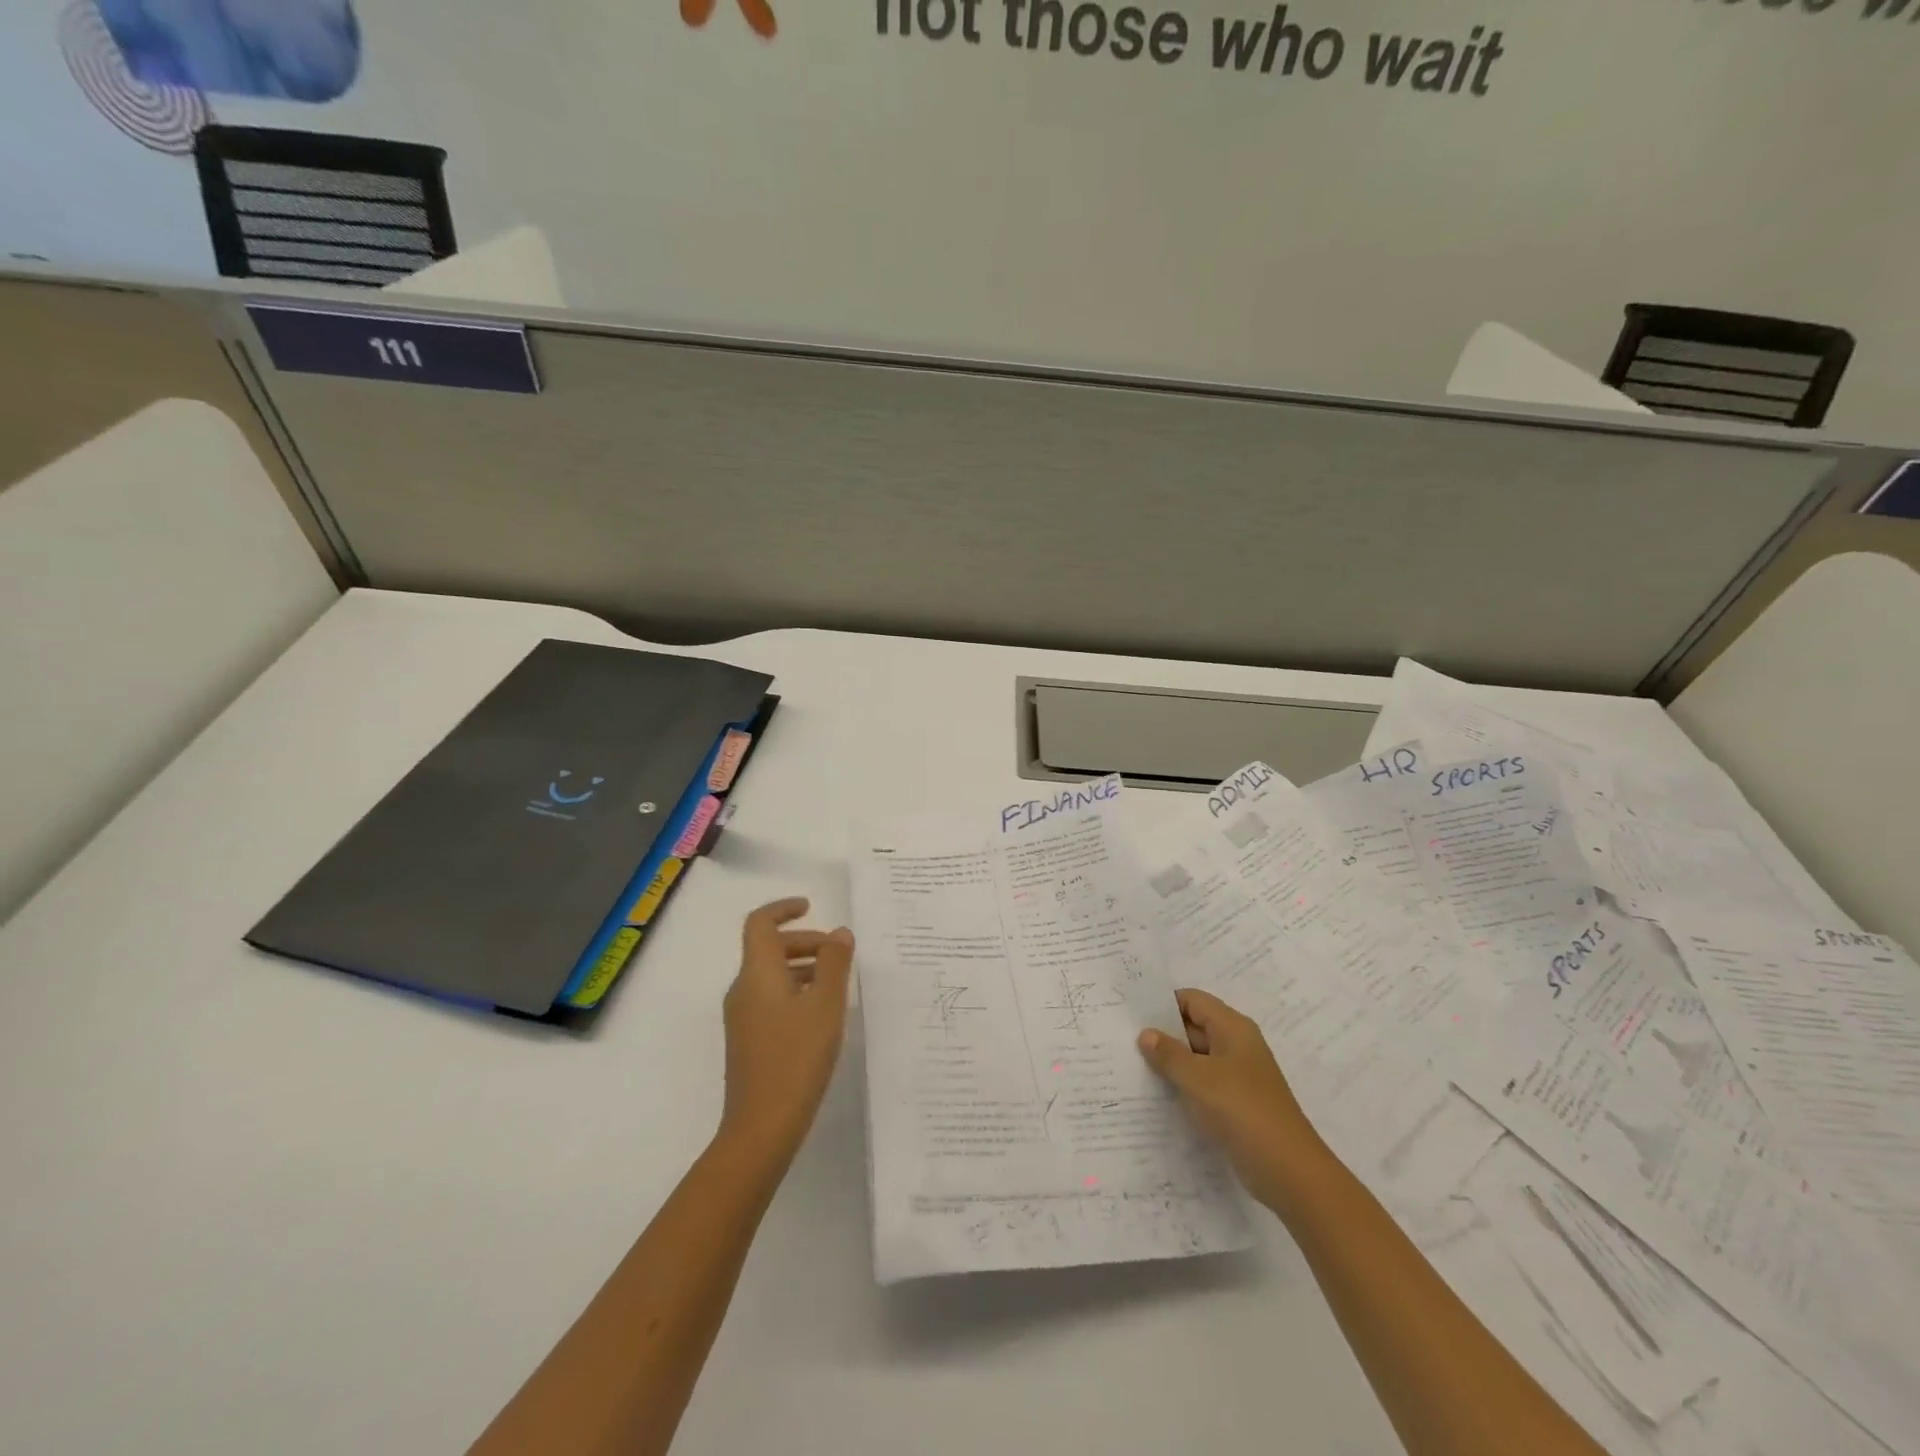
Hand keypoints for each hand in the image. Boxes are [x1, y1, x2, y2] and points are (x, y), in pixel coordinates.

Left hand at [718, 898, 854, 1165]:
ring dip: (802, 967)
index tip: (811, 906)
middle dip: (804, 941)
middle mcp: (743, 989)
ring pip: (771, 975)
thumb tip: (838, 932)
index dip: (783, 909)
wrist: (761, 1127)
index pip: (760, 923)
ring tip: (838, 983)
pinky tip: (822, 1015)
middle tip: (838, 952)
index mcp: (757, 974)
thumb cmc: (796, 1058)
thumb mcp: (826, 1005)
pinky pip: (770, 999)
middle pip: (768, 949)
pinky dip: (795, 991)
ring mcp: (742, 1017)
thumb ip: (834, 963)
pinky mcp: (748, 1040)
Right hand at [1138, 989, 1330, 1213]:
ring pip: (1196, 1058)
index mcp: (1233, 1028)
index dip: (1162, 1003)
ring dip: (1170, 1062)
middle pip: (1193, 1027)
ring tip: (1131, 1065)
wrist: (1290, 1172)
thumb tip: (1146, 1034)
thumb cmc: (1243, 1112)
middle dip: (1162, 1033)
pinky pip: (1202, 1084)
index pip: (1192, 1000)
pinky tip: (1155, 1095)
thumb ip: (1169, 1054)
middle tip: (1123, 1039)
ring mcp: (1237, 1076)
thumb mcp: (1199, 1079)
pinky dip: (1182, 1085)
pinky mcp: (1235, 1103)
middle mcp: (1236, 1046)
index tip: (1130, 1012)